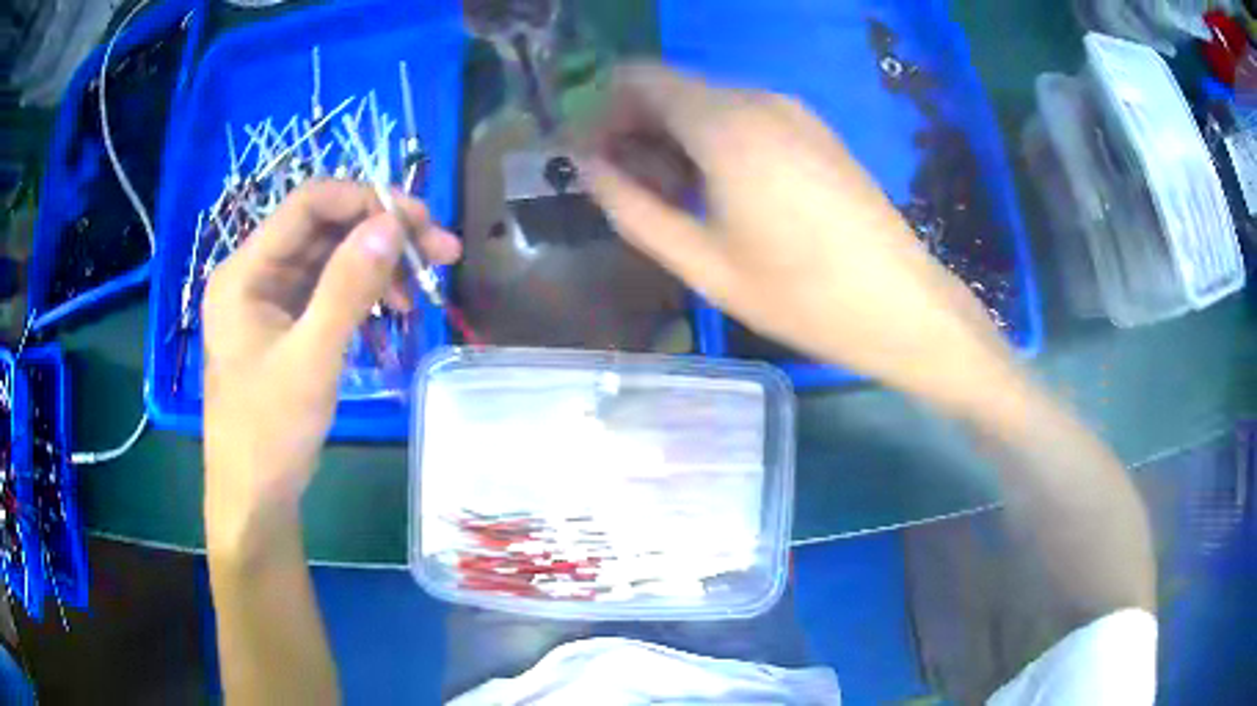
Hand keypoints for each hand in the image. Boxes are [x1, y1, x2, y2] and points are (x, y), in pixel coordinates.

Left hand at [202, 180, 460, 555]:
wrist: (254, 498)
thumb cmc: (270, 432)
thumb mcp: (311, 358)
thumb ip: (348, 287)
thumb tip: (393, 223)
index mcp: (246, 271)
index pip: (309, 204)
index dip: (366, 200)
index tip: (421, 223)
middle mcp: (255, 273)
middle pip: (324, 227)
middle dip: (381, 234)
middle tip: (439, 253)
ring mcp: (269, 300)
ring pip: (330, 258)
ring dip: (377, 265)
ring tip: (418, 294)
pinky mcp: (284, 325)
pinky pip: (328, 291)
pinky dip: (363, 294)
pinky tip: (391, 312)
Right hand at [582, 64, 1018, 410]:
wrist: (900, 305)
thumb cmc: (801, 295)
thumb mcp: (703, 263)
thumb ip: (633, 208)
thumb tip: (588, 167)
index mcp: (724, 125)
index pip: (637, 80)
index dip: (603, 115)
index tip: (594, 164)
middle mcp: (757, 99)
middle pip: (671, 88)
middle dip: (637, 129)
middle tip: (633, 192)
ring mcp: (792, 111)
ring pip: (706, 102)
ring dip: (675, 138)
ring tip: (679, 201)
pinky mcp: (814, 129)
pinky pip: (743, 115)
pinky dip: (714, 140)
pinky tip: (723, 192)